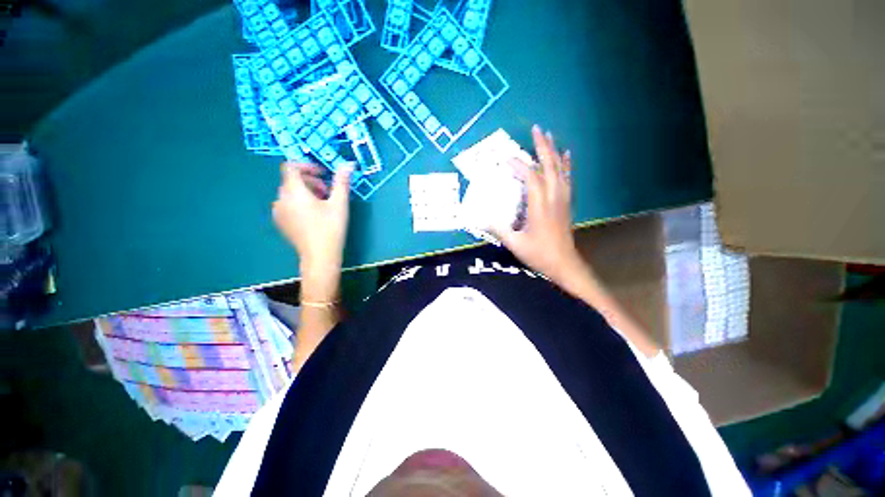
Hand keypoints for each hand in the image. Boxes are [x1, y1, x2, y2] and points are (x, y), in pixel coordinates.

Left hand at [272, 162, 351, 299]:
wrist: (320, 256)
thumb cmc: (331, 228)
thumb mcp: (339, 204)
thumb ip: (341, 182)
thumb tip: (348, 164)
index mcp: (294, 191)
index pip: (291, 167)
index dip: (307, 166)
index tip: (323, 174)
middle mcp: (281, 199)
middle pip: (291, 180)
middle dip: (310, 181)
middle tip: (328, 192)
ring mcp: (278, 212)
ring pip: (289, 193)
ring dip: (306, 192)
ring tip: (322, 205)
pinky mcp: (280, 222)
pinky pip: (287, 204)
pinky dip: (299, 203)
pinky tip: (313, 215)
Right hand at [492, 126, 585, 283]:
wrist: (564, 264)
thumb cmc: (539, 254)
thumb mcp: (515, 244)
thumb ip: (498, 229)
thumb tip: (480, 218)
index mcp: (539, 207)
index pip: (531, 178)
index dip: (519, 166)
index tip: (507, 159)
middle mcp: (553, 198)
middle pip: (550, 167)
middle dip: (543, 147)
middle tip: (536, 129)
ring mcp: (562, 200)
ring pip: (560, 170)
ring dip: (554, 151)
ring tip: (549, 136)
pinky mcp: (566, 203)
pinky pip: (567, 179)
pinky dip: (566, 165)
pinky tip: (566, 155)